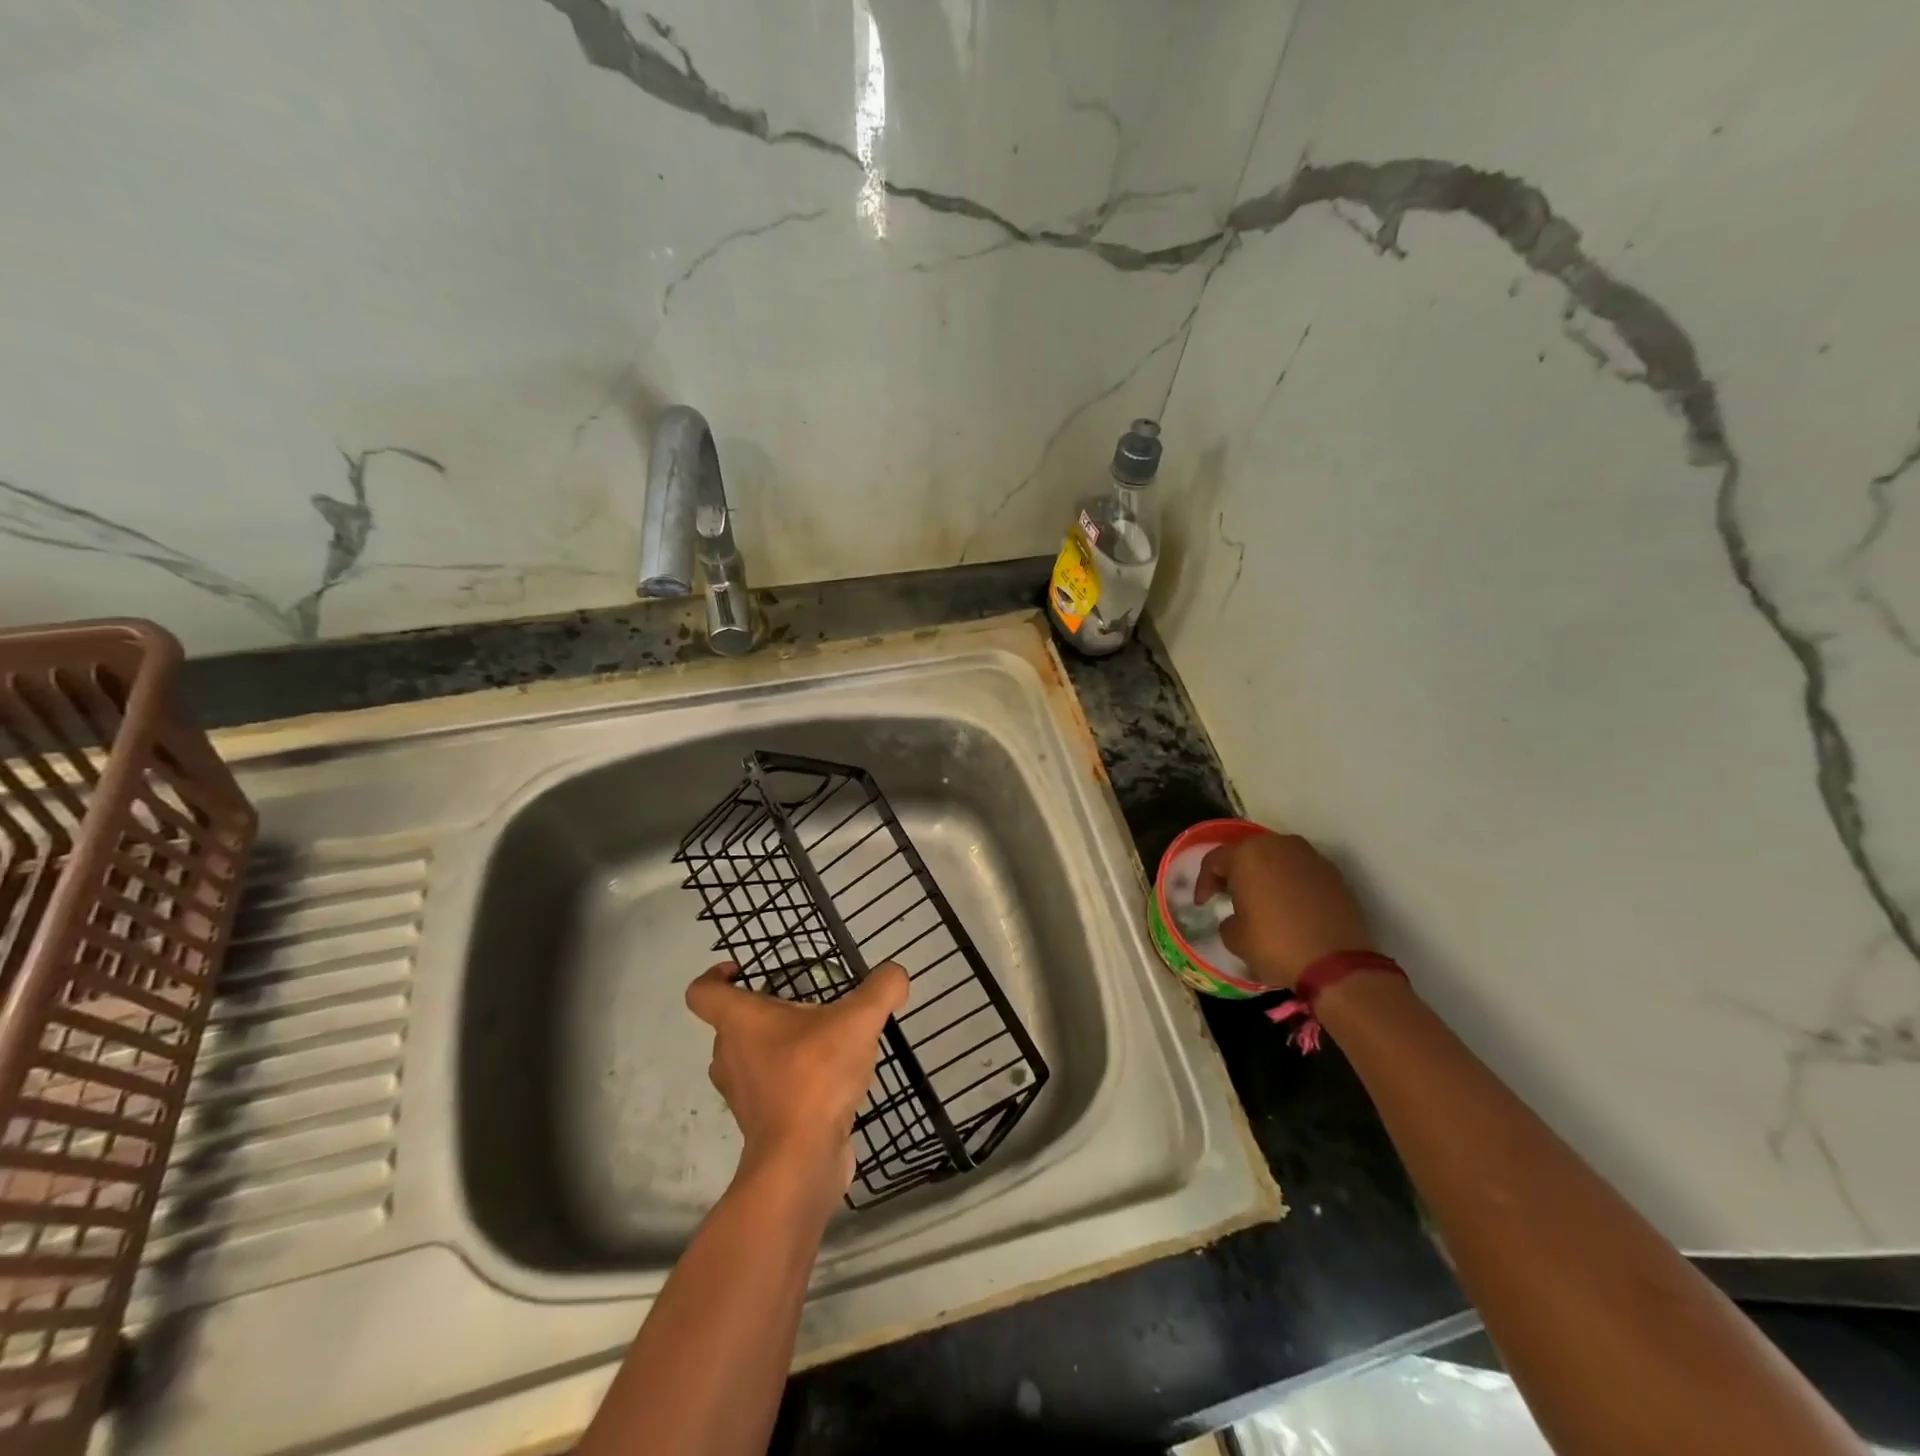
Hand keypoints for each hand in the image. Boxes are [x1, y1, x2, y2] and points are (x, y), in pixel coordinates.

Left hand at [685, 961, 908, 1205]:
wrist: (801, 1161)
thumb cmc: (816, 1076)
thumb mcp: (859, 1020)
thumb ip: (881, 989)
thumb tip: (896, 975)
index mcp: (740, 1022)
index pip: (702, 992)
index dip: (715, 975)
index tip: (742, 970)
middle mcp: (729, 1055)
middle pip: (733, 1024)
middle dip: (766, 1010)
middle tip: (805, 1006)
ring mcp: (742, 1093)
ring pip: (752, 1057)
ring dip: (779, 1046)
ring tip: (823, 1042)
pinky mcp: (761, 1123)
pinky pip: (770, 1088)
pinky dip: (792, 1079)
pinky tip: (830, 1080)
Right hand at [1195, 832, 1374, 988]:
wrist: (1337, 964)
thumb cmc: (1275, 944)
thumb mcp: (1234, 937)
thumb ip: (1228, 919)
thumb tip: (1238, 918)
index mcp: (1248, 854)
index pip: (1215, 860)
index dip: (1204, 882)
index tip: (1203, 904)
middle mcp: (1279, 845)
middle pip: (1247, 853)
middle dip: (1236, 873)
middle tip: (1229, 896)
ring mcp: (1310, 856)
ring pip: (1277, 859)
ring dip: (1265, 875)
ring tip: (1261, 901)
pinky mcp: (1334, 873)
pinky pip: (1301, 872)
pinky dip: (1290, 884)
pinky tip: (1289, 907)